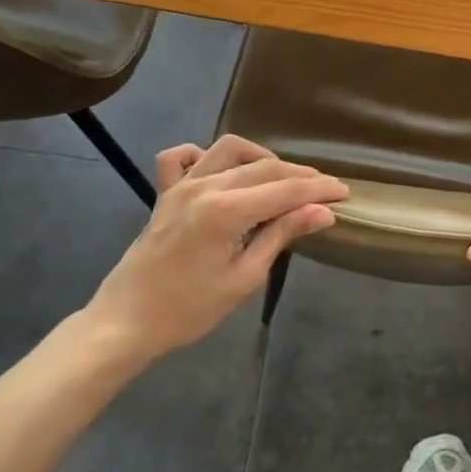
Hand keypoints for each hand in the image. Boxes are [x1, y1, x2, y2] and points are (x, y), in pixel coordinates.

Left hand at [84, 135, 345, 366]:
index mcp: (226, 211)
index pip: (284, 191)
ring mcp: (181, 185)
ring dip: (261, 157)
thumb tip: (322, 212)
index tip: (344, 192)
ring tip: (281, 177)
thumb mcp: (244, 278)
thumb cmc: (189, 310)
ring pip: (229, 150)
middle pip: (264, 167)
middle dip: (300, 176)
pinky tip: (222, 170)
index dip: (318, 190)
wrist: (126, 322)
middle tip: (325, 190)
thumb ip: (281, 236)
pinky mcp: (165, 193)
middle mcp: (205, 186)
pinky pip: (181, 157)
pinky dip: (204, 154)